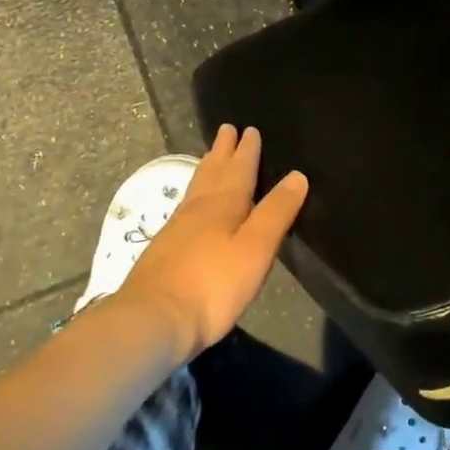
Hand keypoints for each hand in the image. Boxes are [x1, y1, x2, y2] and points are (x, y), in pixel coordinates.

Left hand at [116, 125, 308, 359]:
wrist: (152, 320)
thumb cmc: (213, 285)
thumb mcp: (255, 249)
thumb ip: (276, 212)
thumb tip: (297, 175)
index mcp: (224, 205)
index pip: (239, 170)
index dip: (246, 151)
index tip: (249, 129)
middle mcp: (198, 209)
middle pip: (213, 173)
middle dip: (223, 152)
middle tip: (226, 129)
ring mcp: (177, 229)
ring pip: (197, 189)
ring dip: (207, 169)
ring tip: (210, 156)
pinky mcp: (164, 250)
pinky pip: (185, 207)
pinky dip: (194, 195)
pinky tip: (192, 205)